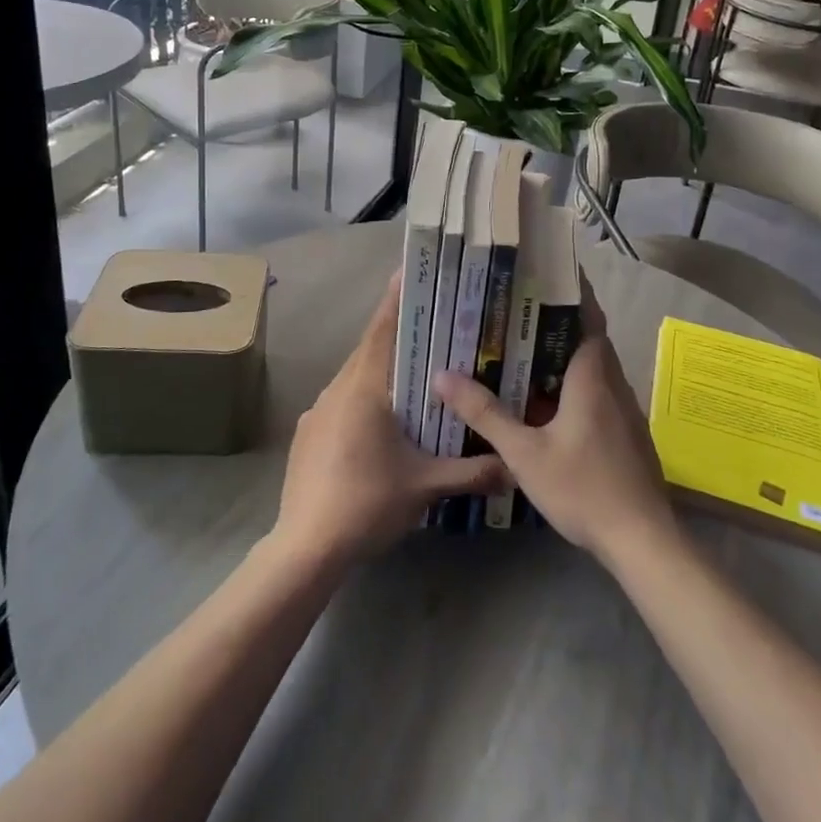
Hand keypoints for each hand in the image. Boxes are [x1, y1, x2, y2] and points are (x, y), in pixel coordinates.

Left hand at [273, 274, 507, 568]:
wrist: (305, 547)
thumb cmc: (367, 503)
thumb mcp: (426, 487)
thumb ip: (473, 472)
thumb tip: (515, 469)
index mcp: (364, 388)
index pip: (383, 331)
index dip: (396, 301)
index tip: (408, 273)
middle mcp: (337, 389)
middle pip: (370, 350)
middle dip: (397, 335)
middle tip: (429, 325)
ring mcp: (317, 411)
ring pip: (354, 377)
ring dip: (381, 369)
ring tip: (412, 372)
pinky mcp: (308, 434)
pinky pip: (341, 401)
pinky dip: (363, 397)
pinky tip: (380, 422)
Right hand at [434, 280, 678, 565]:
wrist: (642, 540)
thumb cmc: (584, 487)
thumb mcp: (524, 453)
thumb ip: (485, 414)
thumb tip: (443, 376)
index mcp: (592, 376)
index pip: (587, 316)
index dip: (573, 290)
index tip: (548, 269)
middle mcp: (613, 384)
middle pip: (588, 338)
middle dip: (558, 321)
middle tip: (517, 308)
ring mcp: (624, 410)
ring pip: (593, 368)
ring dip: (564, 355)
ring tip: (523, 348)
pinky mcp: (626, 433)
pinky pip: (597, 392)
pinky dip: (573, 384)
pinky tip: (546, 401)